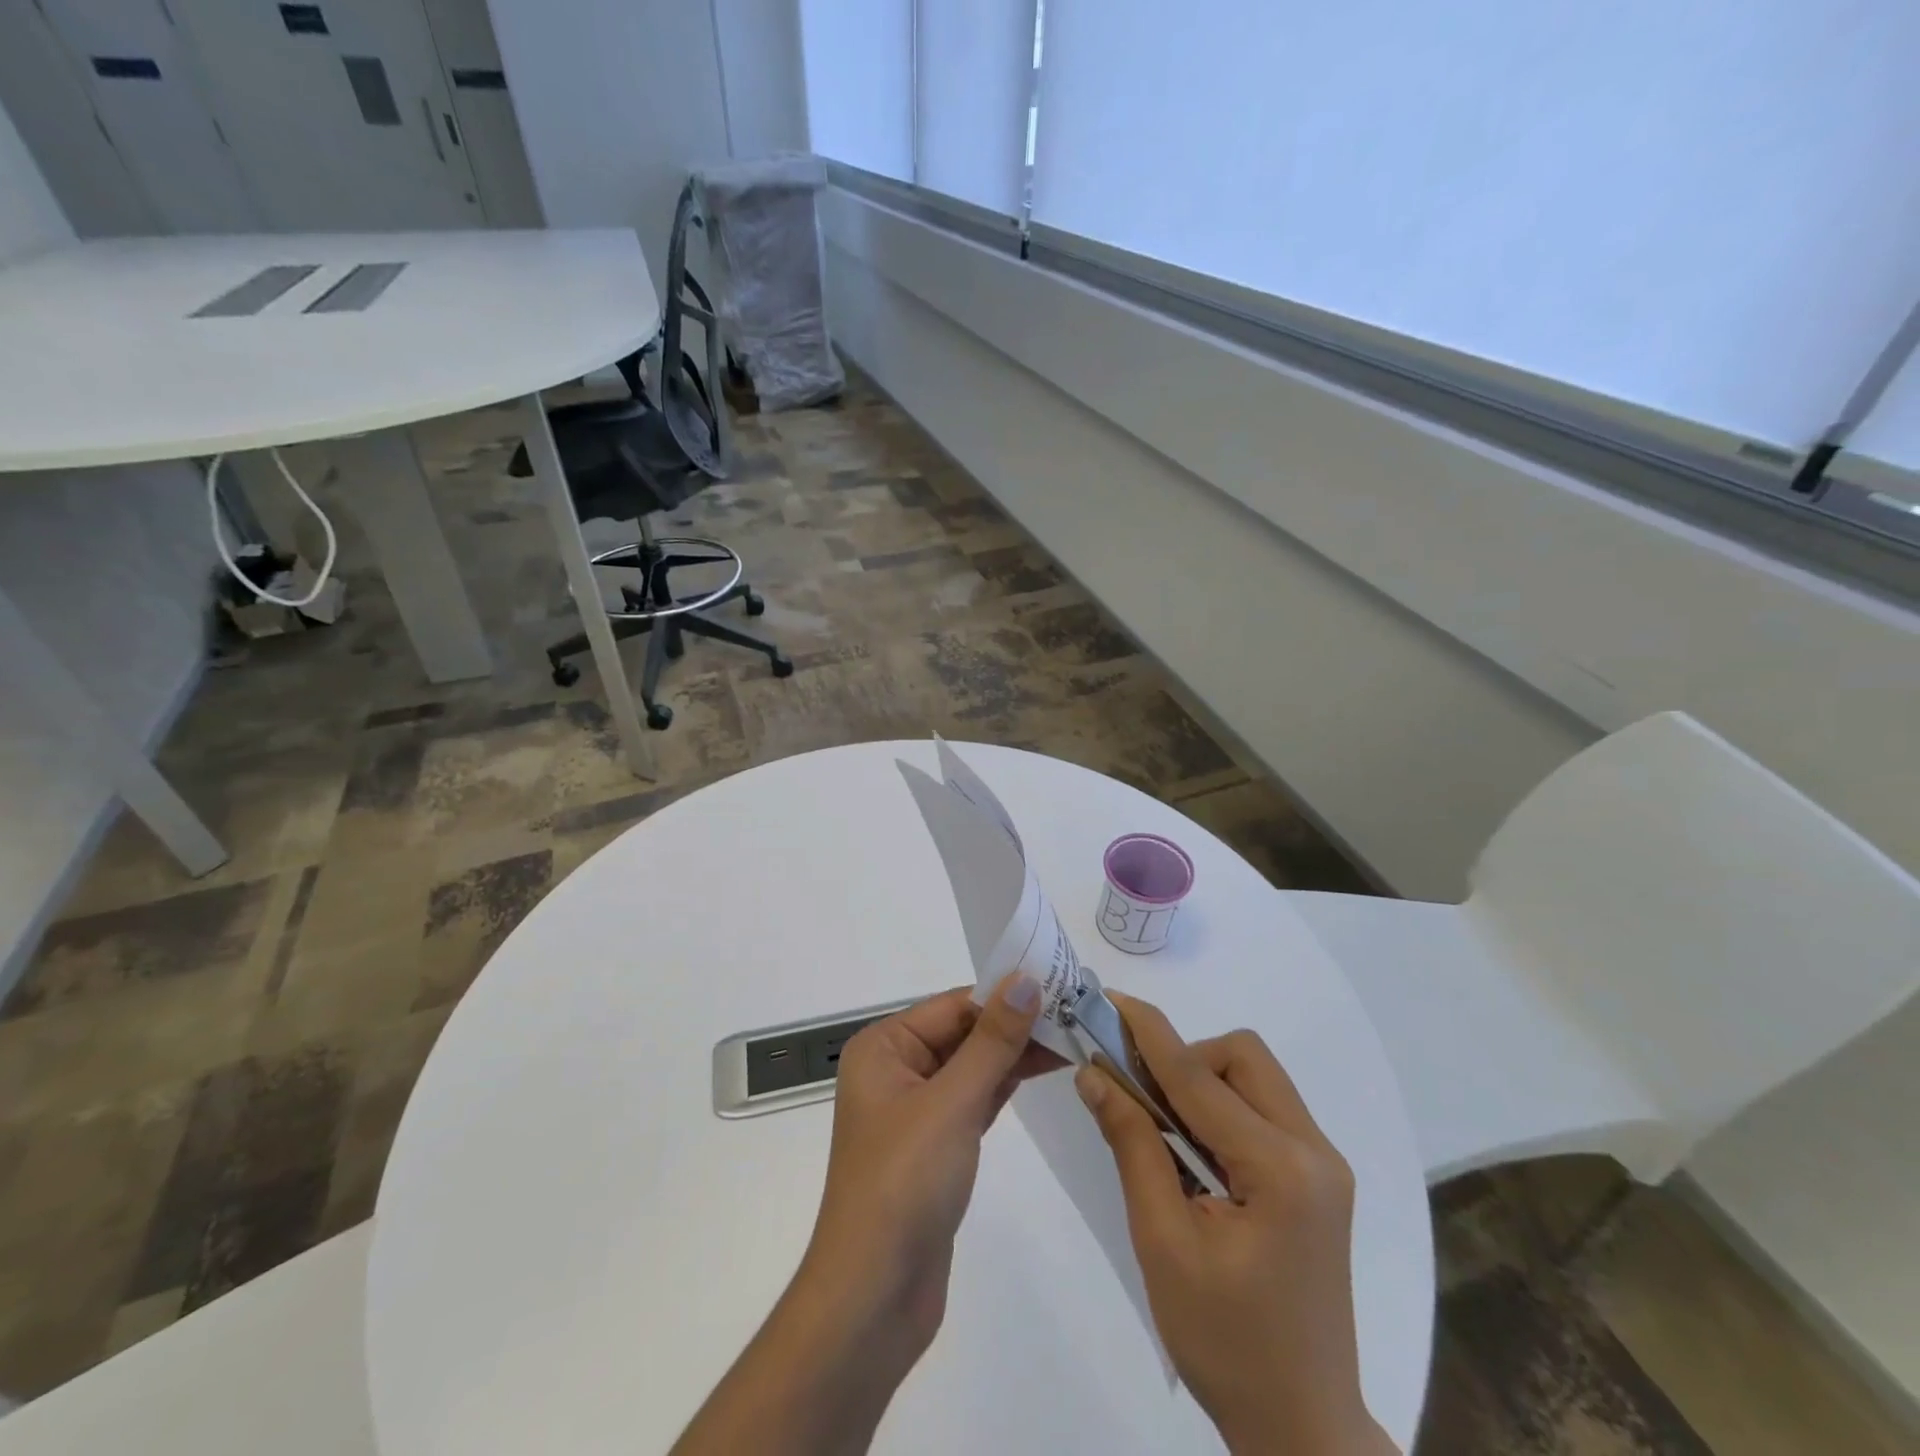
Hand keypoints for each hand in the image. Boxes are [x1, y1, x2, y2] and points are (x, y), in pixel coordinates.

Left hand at [800, 972, 1059, 1353]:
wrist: (873, 1298)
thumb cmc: (904, 1183)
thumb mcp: (952, 1102)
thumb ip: (992, 1040)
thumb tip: (1024, 979)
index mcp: (884, 1047)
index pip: (953, 1006)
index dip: (1005, 995)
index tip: (1060, 986)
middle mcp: (895, 1069)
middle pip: (963, 1033)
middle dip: (1014, 1024)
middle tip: (1076, 1011)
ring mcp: (915, 1110)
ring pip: (973, 1066)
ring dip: (1016, 1054)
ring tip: (1071, 1036)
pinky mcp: (936, 1146)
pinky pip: (975, 1099)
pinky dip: (1005, 1085)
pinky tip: (1042, 1069)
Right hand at [1076, 993, 1394, 1455]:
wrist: (1302, 1428)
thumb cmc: (1224, 1343)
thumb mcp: (1163, 1243)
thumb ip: (1132, 1145)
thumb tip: (1093, 1073)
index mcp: (1280, 1169)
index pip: (1198, 1076)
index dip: (1147, 1032)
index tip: (1107, 999)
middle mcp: (1314, 1151)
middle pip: (1241, 1057)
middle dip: (1185, 1057)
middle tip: (1140, 1095)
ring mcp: (1323, 1164)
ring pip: (1255, 1076)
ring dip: (1203, 1080)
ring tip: (1162, 1125)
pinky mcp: (1318, 1179)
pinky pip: (1264, 1108)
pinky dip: (1222, 1106)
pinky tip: (1194, 1148)